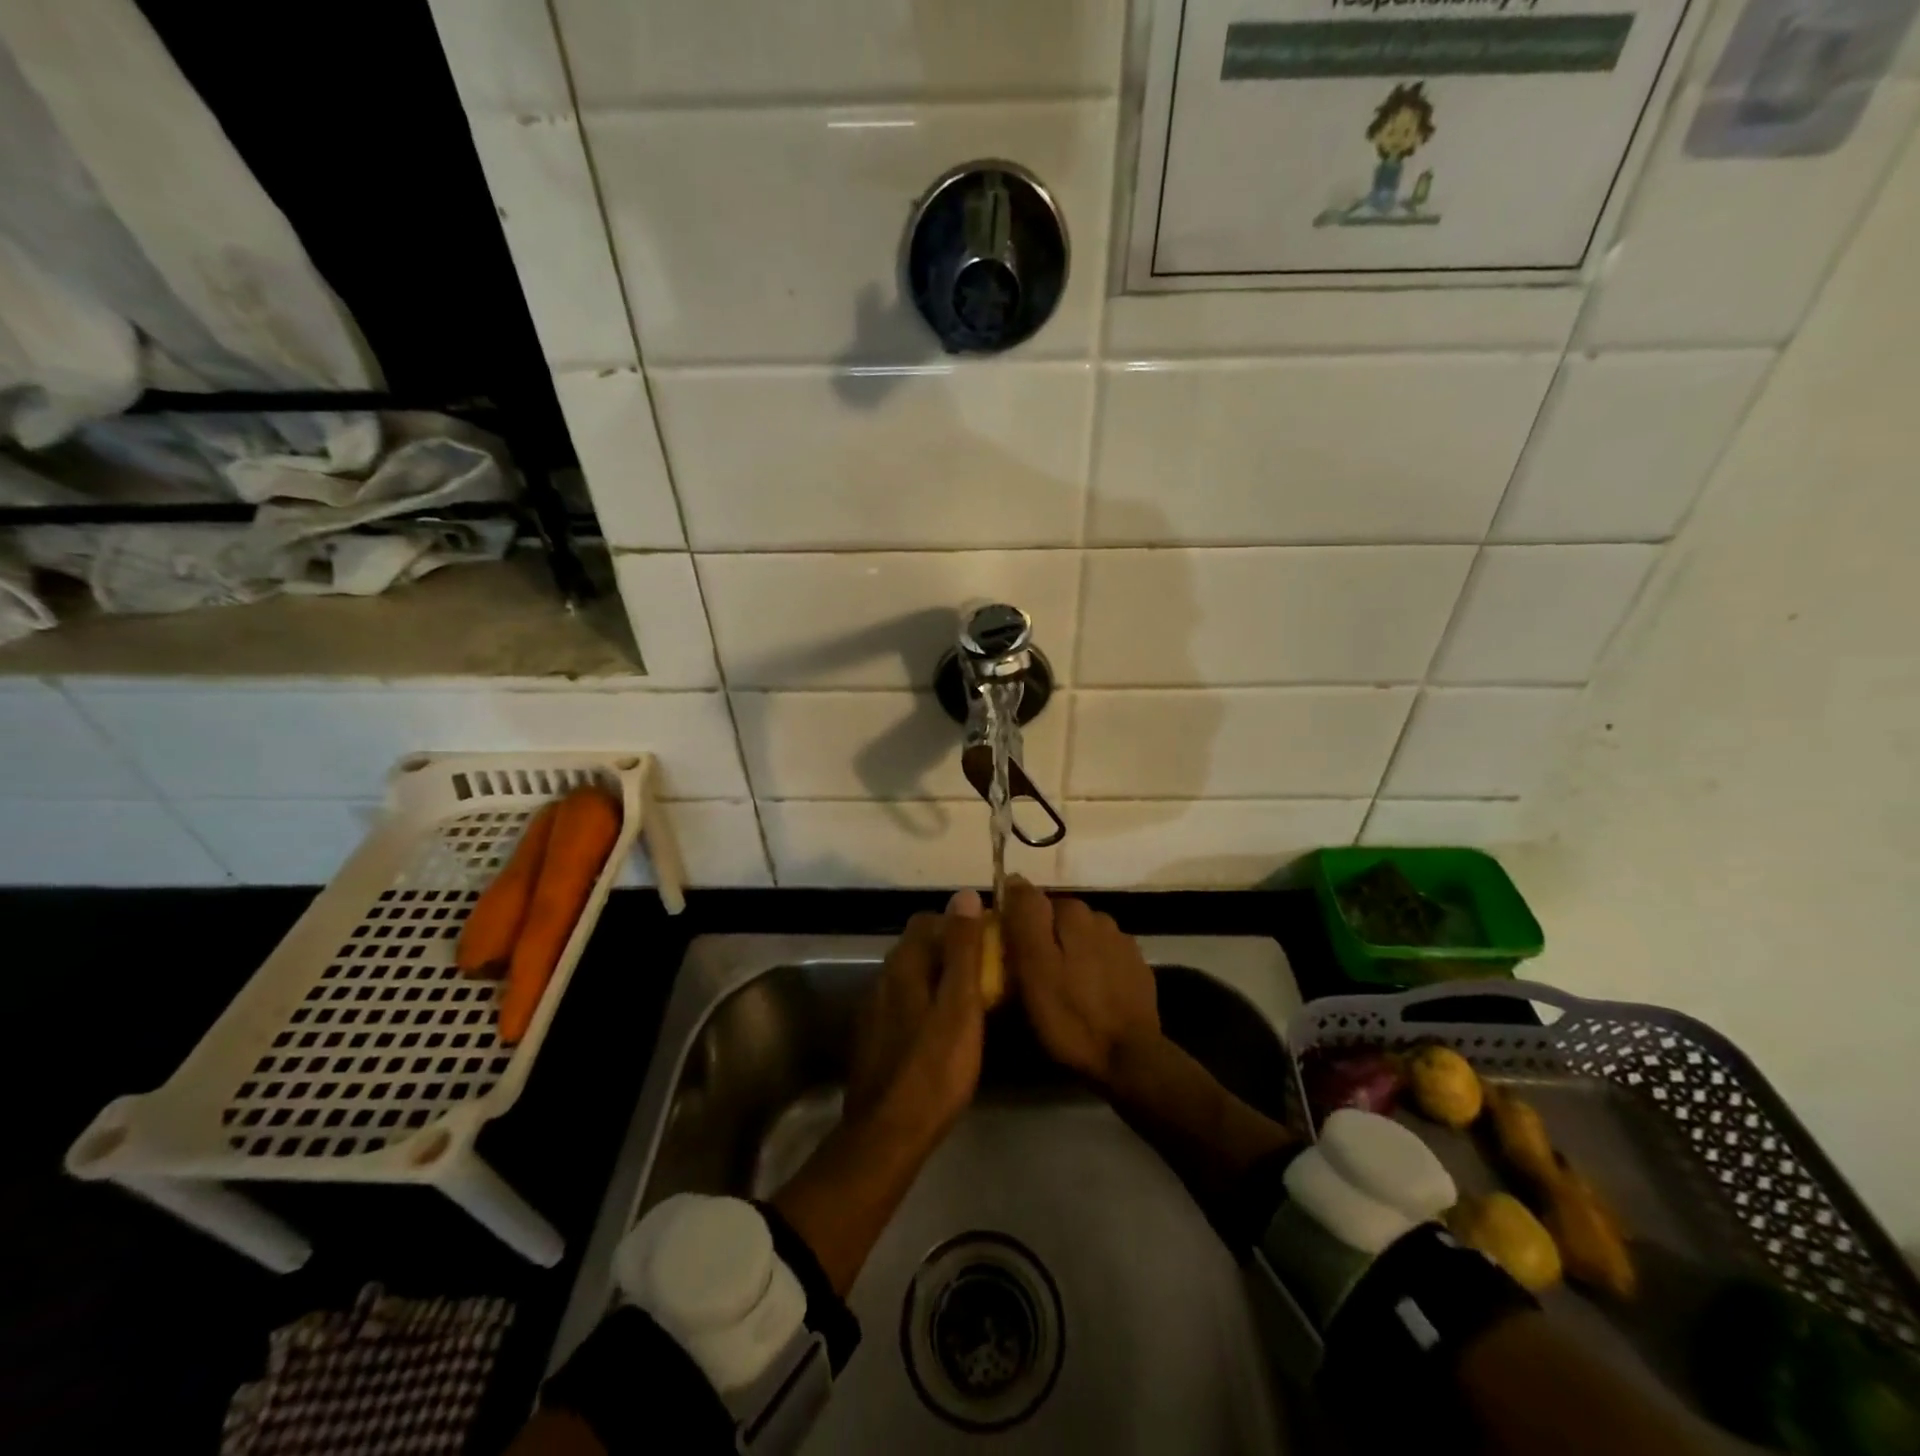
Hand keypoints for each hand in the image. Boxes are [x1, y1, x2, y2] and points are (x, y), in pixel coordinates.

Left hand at [774, 892, 987, 1297]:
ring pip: (911, 977)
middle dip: (951, 951)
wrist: (888, 1134)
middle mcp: (882, 978)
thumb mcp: (960, 1006)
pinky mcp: (873, 1037)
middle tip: (986, 974)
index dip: (960, 925)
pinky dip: (925, 1004)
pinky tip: (942, 1031)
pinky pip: (903, 1004)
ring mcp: (874, 1009)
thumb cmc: (934, 1068)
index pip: (929, 921)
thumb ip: (963, 949)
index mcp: (903, 965)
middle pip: (918, 947)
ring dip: (938, 979)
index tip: (990, 943)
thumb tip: (963, 894)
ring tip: (970, 1003)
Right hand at [1002, 876, 1159, 1092]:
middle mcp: (1100, 917)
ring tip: (1059, 988)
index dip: (1016, 926)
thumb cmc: (1070, 1015)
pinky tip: (1087, 996)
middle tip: (1030, 977)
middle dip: (1044, 939)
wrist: (1129, 1058)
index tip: (1008, 955)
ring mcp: (1123, 943)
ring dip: (1069, 953)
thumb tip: (1015, 879)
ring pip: (1082, 938)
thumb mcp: (1034, 967)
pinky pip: (1103, 958)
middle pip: (1058, 920)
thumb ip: (1025, 918)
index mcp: (1073, 913)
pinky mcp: (1137, 969)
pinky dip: (1091, 969)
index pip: (1032, 901)